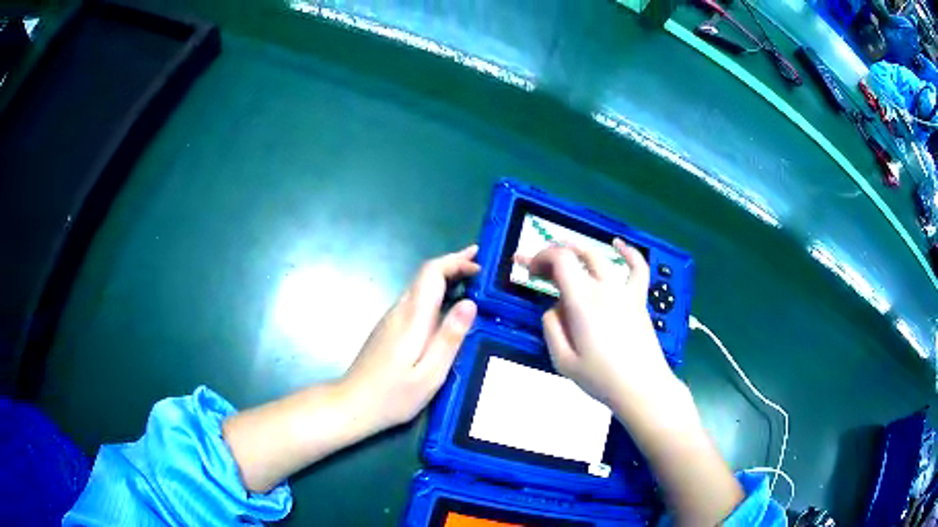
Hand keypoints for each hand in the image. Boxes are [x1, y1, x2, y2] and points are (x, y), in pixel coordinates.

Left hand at [342, 245, 479, 433]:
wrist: (352, 404)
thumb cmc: (394, 395)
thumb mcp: (430, 373)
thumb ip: (450, 337)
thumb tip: (471, 302)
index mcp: (412, 317)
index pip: (432, 272)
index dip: (456, 261)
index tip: (480, 263)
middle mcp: (400, 310)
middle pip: (426, 275)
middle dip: (454, 265)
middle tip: (481, 266)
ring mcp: (392, 319)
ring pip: (420, 287)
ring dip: (446, 279)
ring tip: (472, 283)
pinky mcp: (389, 329)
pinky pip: (416, 301)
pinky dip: (436, 294)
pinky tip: (448, 308)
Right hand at [518, 239, 676, 408]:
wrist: (641, 388)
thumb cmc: (601, 378)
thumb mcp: (562, 360)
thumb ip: (552, 328)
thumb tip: (553, 309)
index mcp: (582, 301)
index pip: (560, 260)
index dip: (540, 257)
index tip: (528, 270)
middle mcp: (603, 288)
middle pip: (575, 256)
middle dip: (551, 256)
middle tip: (537, 268)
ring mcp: (624, 291)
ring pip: (599, 257)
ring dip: (578, 249)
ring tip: (564, 251)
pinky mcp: (639, 299)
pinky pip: (637, 268)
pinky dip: (628, 252)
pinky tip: (618, 243)